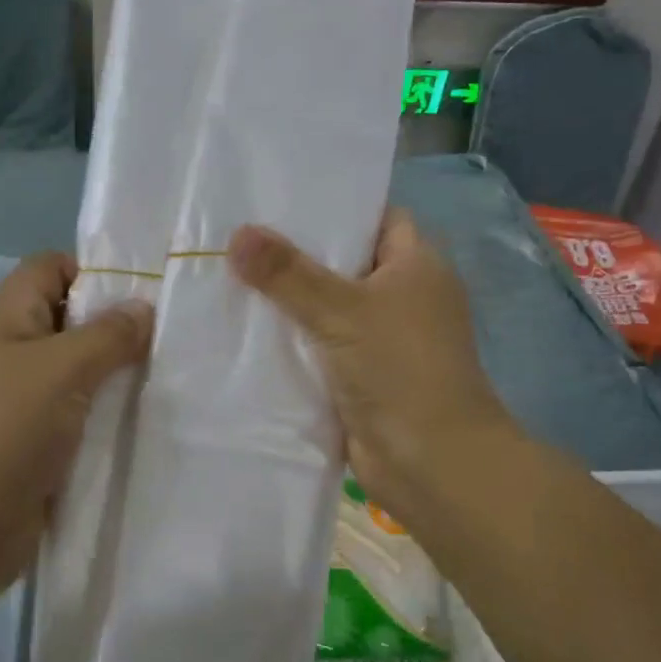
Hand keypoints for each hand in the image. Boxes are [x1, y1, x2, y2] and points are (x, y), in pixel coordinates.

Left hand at [0, 253, 153, 602]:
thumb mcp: (58, 371)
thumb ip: (106, 336)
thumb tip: (142, 308)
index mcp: (6, 321)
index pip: (51, 269)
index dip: (95, 271)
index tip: (149, 295)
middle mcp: (11, 357)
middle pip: (71, 325)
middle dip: (120, 332)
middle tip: (177, 345)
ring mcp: (21, 410)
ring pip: (80, 381)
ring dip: (119, 385)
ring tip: (174, 388)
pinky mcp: (34, 456)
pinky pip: (79, 428)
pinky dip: (108, 428)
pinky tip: (151, 433)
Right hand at [228, 210, 515, 524]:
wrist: (431, 463)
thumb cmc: (400, 369)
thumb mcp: (342, 310)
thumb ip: (288, 273)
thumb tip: (237, 234)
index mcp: (417, 265)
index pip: (375, 217)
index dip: (334, 207)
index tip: (280, 198)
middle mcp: (402, 295)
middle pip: (344, 262)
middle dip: (296, 254)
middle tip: (239, 235)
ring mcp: (382, 338)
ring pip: (327, 306)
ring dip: (288, 301)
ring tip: (230, 274)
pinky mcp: (361, 375)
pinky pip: (320, 345)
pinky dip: (291, 340)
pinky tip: (244, 328)